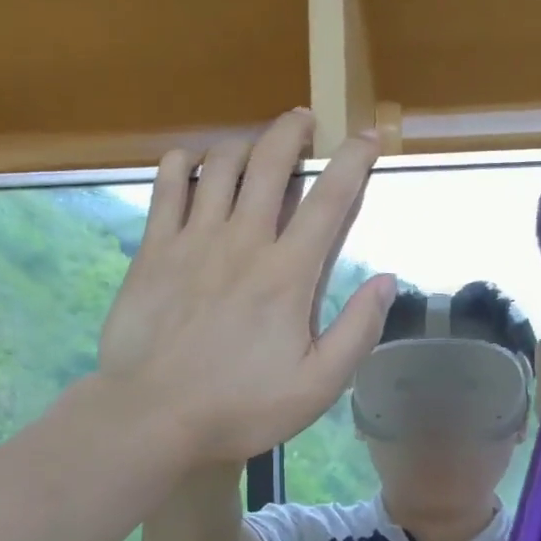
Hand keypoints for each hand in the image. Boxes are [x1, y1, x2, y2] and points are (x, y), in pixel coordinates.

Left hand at [97, 109, 396, 464]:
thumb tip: (387, 280)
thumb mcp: (318, 385)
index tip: (367, 137)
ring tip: (254, 146)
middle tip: (304, 121)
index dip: (354, 160)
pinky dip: (183, 162)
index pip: (330, 199)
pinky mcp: (153, 249)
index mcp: (288, 273)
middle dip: (292, 130)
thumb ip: (358, 330)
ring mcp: (192, 240)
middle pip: (271, 162)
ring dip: (243, 143)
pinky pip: (166, 184)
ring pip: (220, 164)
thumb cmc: (241, 407)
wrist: (153, 418)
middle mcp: (243, 241)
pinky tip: (192, 164)